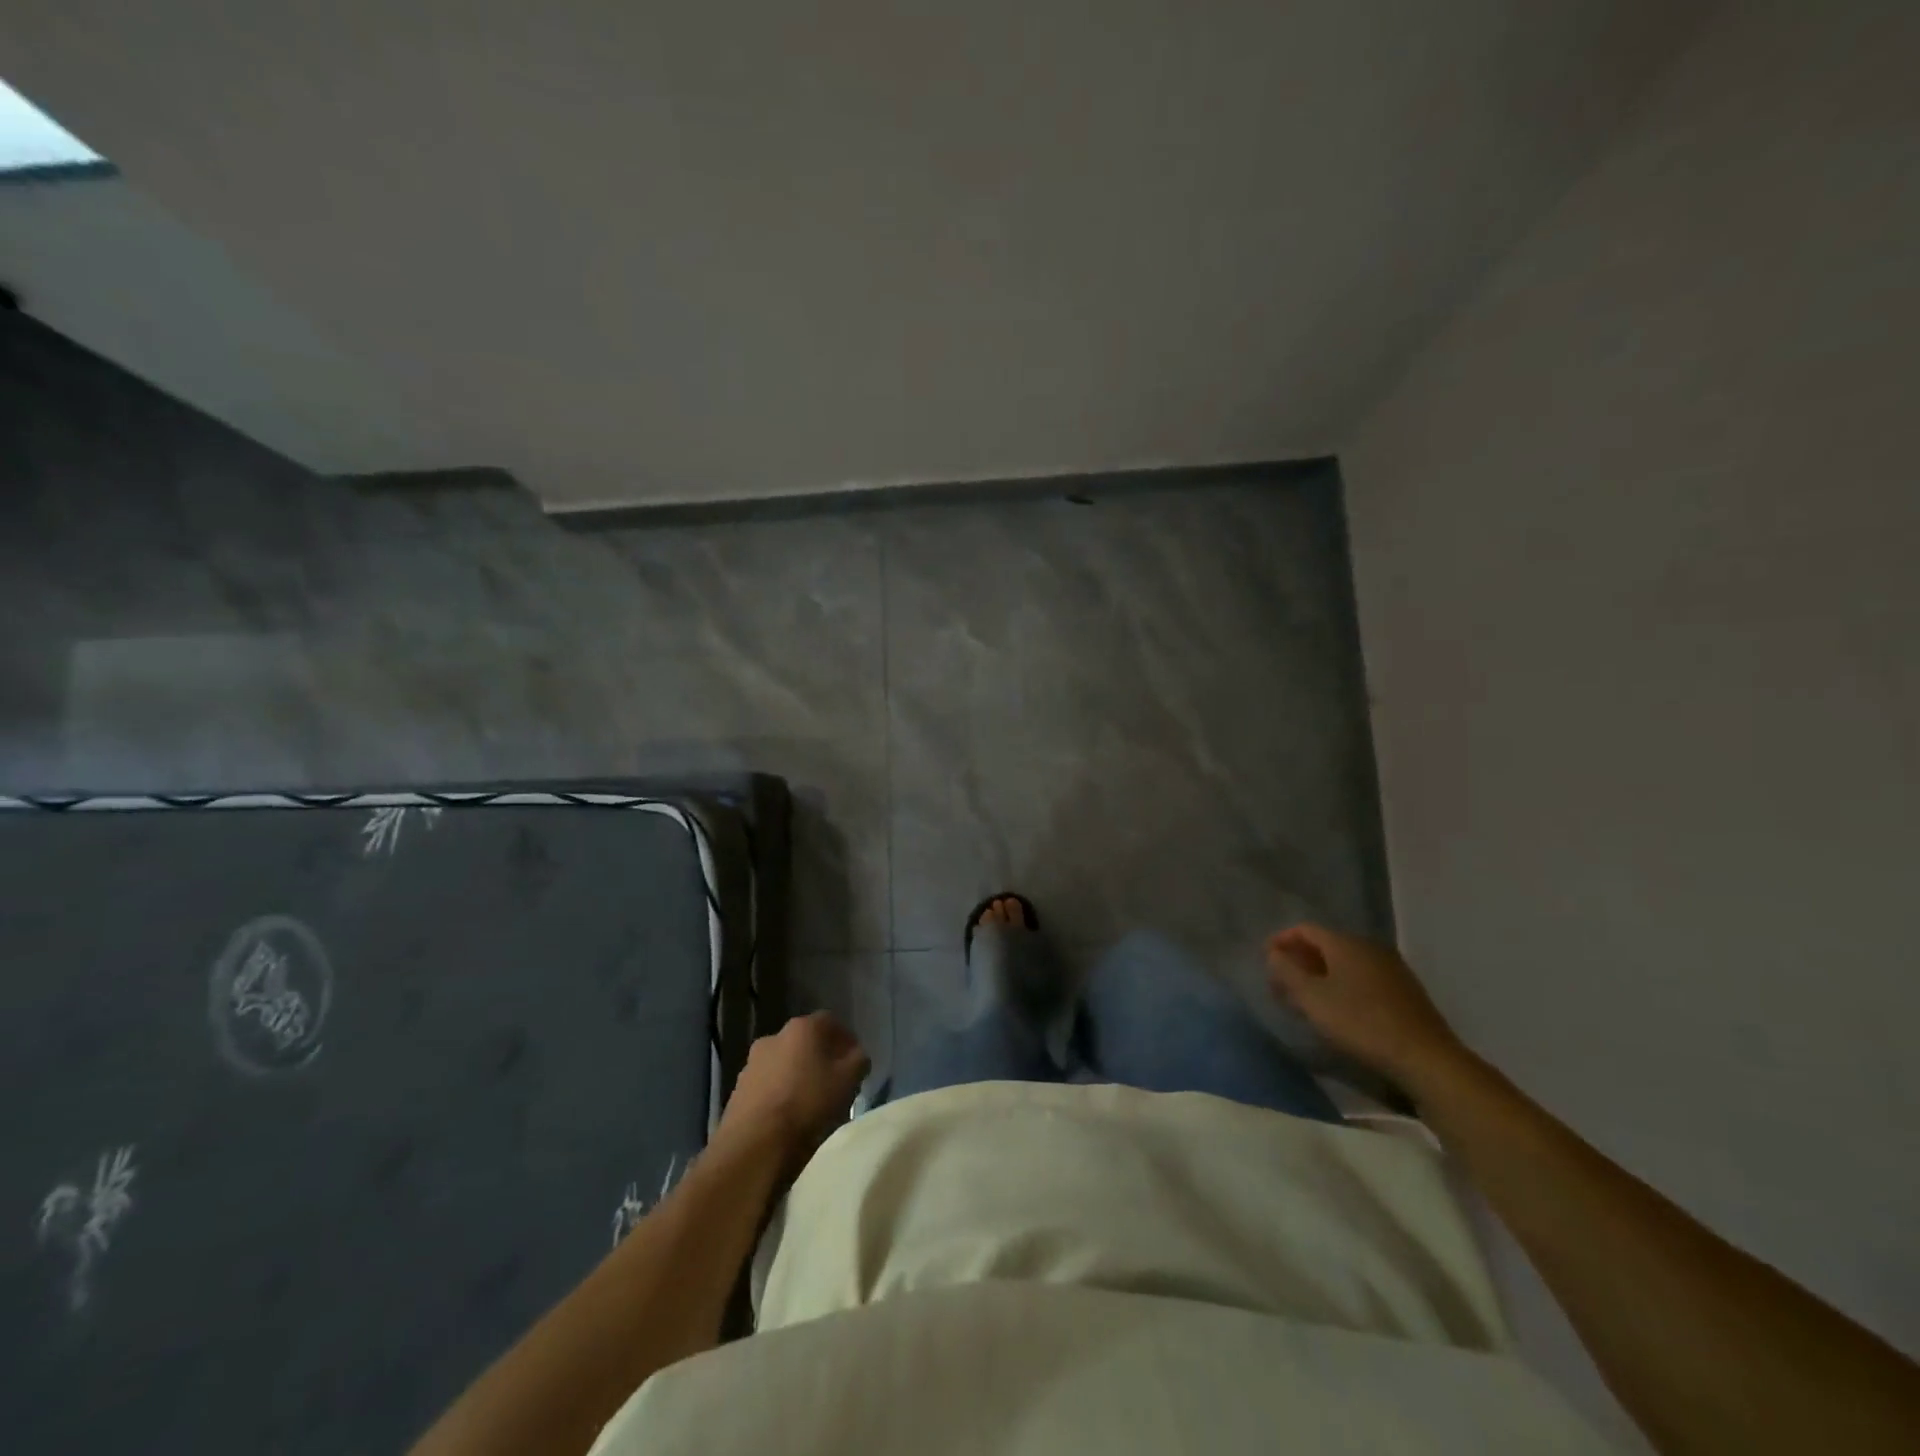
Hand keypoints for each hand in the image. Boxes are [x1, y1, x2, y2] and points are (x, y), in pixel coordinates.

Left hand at [716, 1012, 869, 1163]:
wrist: (755, 1146)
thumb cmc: (808, 1105)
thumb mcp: (848, 1081)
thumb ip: (858, 1060)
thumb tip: (856, 1055)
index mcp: (803, 1028)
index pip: (831, 1022)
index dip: (846, 1040)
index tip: (855, 1062)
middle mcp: (775, 1036)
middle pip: (805, 1041)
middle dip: (820, 1057)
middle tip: (834, 1081)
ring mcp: (752, 1063)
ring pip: (784, 1063)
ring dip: (797, 1075)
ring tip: (810, 1102)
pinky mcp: (738, 1089)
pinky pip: (767, 1084)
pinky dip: (779, 1093)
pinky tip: (787, 1115)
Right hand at [1266, 924, 1465, 1088]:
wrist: (1425, 1058)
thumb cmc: (1361, 1023)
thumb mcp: (1312, 998)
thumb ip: (1287, 972)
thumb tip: (1273, 953)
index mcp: (1345, 943)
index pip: (1305, 929)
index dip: (1281, 940)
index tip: (1265, 958)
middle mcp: (1369, 946)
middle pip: (1326, 944)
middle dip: (1300, 959)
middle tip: (1282, 981)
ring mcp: (1391, 967)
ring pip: (1346, 962)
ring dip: (1321, 973)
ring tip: (1307, 997)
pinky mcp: (1405, 990)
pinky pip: (1363, 976)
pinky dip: (1343, 984)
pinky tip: (1339, 1007)